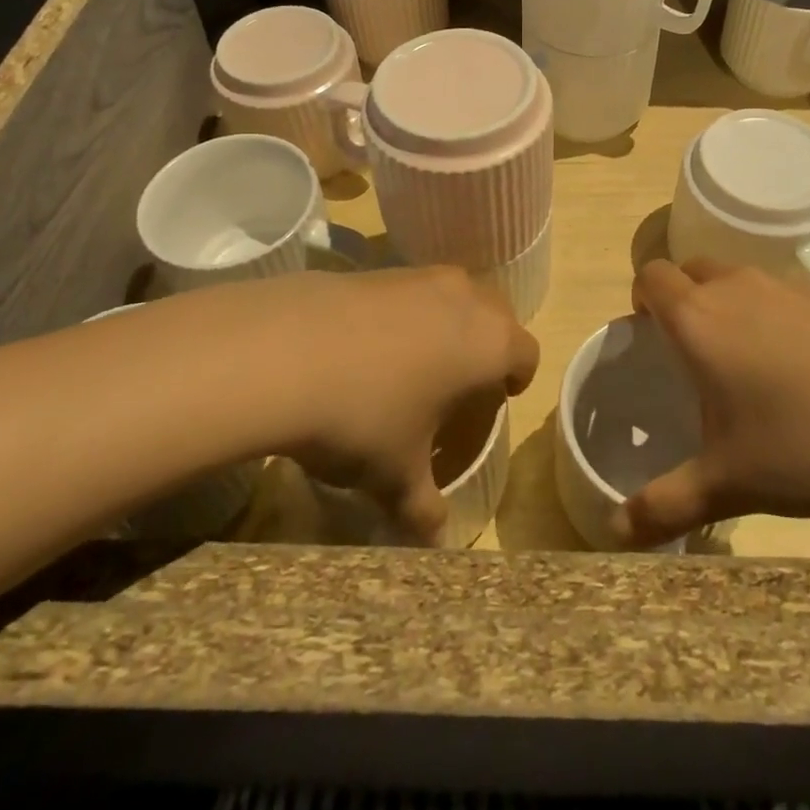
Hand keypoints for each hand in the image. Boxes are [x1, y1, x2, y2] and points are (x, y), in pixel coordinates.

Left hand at [235, 268, 538, 542]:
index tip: (500, 397)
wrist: (283, 352)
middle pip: (495, 313)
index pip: (525, 353)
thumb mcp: (396, 476)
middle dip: (486, 343)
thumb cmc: (365, 416)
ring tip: (413, 363)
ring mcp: (418, 277)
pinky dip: (403, 313)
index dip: (517, 377)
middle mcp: (464, 297)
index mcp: (489, 342)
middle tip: (461, 380)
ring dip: (444, 323)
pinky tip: (368, 346)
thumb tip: (435, 541)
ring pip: (451, 295)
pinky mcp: (375, 269)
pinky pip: (408, 290)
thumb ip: (424, 509)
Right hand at [619, 259, 809, 548]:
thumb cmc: (807, 442)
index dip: (642, 298)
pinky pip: (783, 293)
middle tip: (693, 354)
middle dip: (682, 298)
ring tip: (749, 366)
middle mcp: (736, 288)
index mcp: (698, 319)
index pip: (651, 275)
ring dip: (729, 305)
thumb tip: (614, 534)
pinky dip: (775, 316)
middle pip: (691, 269)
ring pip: (738, 278)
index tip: (650, 336)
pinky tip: (806, 372)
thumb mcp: (729, 484)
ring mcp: (788, 286)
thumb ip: (665, 506)